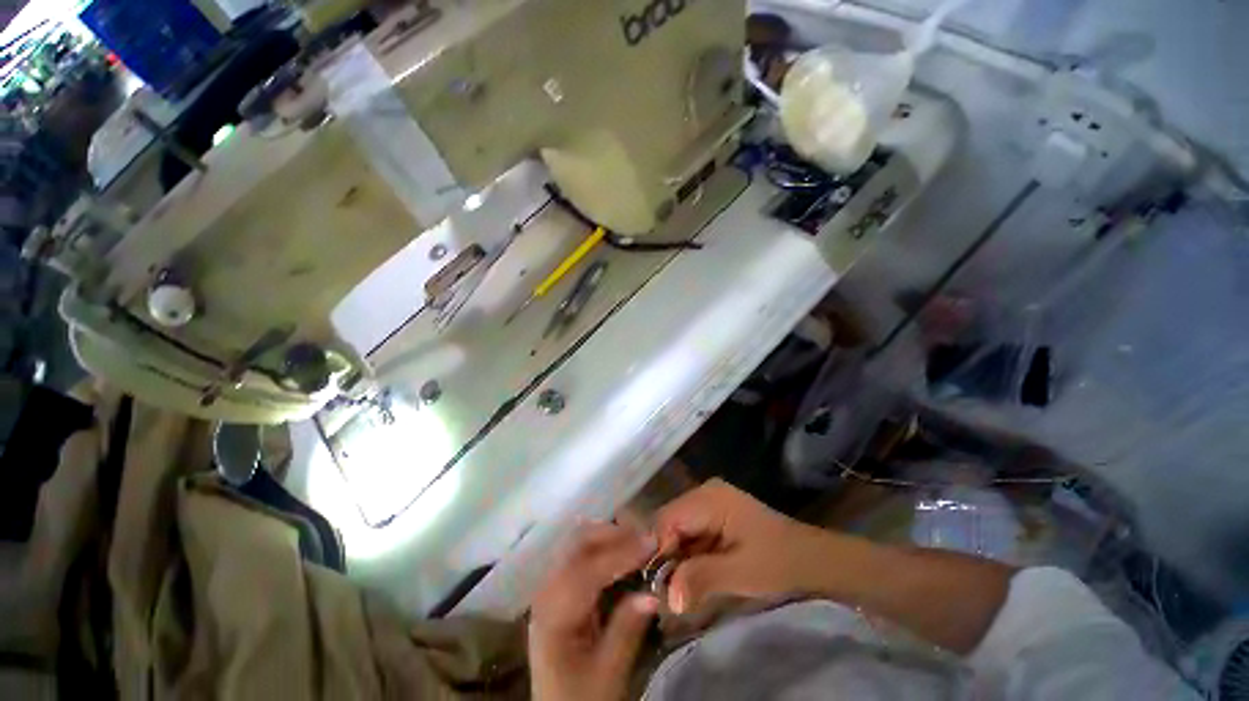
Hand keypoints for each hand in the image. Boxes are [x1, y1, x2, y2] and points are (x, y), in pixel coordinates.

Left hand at [529, 523, 659, 700]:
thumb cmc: (583, 696)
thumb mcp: (609, 673)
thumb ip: (627, 630)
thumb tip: (653, 593)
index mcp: (554, 614)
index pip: (587, 571)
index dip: (620, 552)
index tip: (651, 542)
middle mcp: (546, 592)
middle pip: (577, 545)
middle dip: (613, 534)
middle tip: (646, 537)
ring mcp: (549, 586)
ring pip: (576, 543)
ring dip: (607, 535)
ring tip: (636, 539)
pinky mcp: (557, 587)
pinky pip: (577, 552)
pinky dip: (600, 544)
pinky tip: (618, 548)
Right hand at [654, 479, 836, 613]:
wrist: (810, 558)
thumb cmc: (778, 562)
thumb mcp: (741, 573)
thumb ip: (701, 578)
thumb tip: (668, 598)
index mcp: (708, 498)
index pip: (666, 519)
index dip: (656, 551)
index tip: (654, 586)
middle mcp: (703, 493)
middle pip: (669, 522)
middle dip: (664, 556)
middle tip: (663, 592)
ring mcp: (708, 502)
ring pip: (677, 529)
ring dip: (675, 558)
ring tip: (676, 589)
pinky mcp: (713, 514)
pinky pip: (690, 533)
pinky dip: (687, 555)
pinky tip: (691, 576)